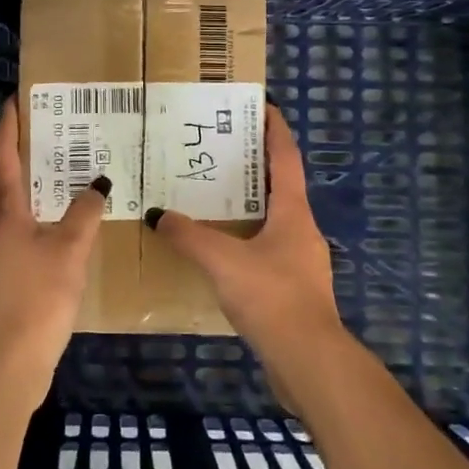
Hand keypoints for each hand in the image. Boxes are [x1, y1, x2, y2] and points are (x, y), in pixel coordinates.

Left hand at [0, 96, 106, 395]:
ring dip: (36, 183)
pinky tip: (67, 218)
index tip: (14, 101)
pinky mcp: (12, 272)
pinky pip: (28, 228)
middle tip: (52, 128)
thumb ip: (84, 214)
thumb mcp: (69, 249)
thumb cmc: (39, 294)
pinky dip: (44, 212)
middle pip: (7, 178)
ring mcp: (3, 251)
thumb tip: (98, 184)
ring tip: (65, 167)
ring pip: (18, 204)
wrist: (13, 356)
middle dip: (25, 151)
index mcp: (6, 212)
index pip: (4, 158)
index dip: (8, 128)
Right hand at [147, 104, 347, 375]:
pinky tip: (220, 249)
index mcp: (293, 213)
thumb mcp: (224, 261)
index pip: (286, 158)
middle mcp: (302, 230)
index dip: (275, 129)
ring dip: (249, 203)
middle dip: (254, 165)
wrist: (309, 362)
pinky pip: (266, 249)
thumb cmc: (273, 298)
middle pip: (280, 186)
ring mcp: (300, 261)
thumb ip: (189, 236)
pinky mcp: (293, 288)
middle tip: (220, 149)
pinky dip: (245, 238)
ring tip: (213, 195)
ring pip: (272, 219)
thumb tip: (159, 216)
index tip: (262, 105)